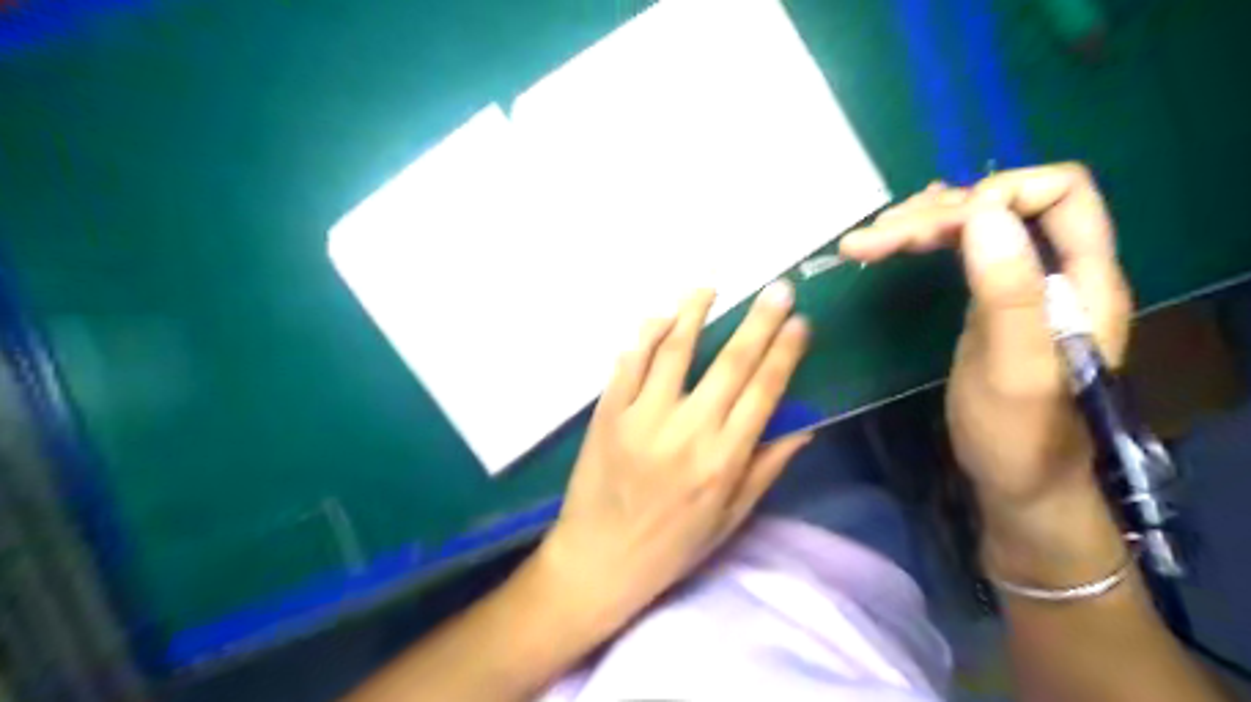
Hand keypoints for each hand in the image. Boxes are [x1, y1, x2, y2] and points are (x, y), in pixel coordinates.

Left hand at [537, 283, 811, 633]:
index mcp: (723, 460)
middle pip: (730, 363)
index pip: (764, 391)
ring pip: (674, 351)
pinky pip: (628, 365)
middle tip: (777, 289)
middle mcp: (687, 431)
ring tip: (709, 287)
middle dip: (759, 321)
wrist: (599, 560)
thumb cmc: (671, 546)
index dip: (785, 352)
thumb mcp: (729, 519)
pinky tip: (659, 317)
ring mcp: (642, 418)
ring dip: (694, 313)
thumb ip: (765, 468)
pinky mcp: (608, 414)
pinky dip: (645, 337)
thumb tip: (803, 426)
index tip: (800, 322)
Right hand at [840, 165, 1134, 574]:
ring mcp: (1019, 283)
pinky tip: (894, 243)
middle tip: (870, 239)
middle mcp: (1054, 270)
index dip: (998, 194)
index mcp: (1082, 280)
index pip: (1060, 193)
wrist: (1016, 483)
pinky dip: (922, 240)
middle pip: (1003, 204)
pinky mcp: (989, 300)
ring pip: (974, 224)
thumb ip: (1008, 292)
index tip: (938, 230)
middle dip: (935, 213)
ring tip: (865, 242)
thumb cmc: (1018, 436)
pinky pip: (959, 249)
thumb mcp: (1014, 368)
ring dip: (919, 224)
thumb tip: (984, 213)